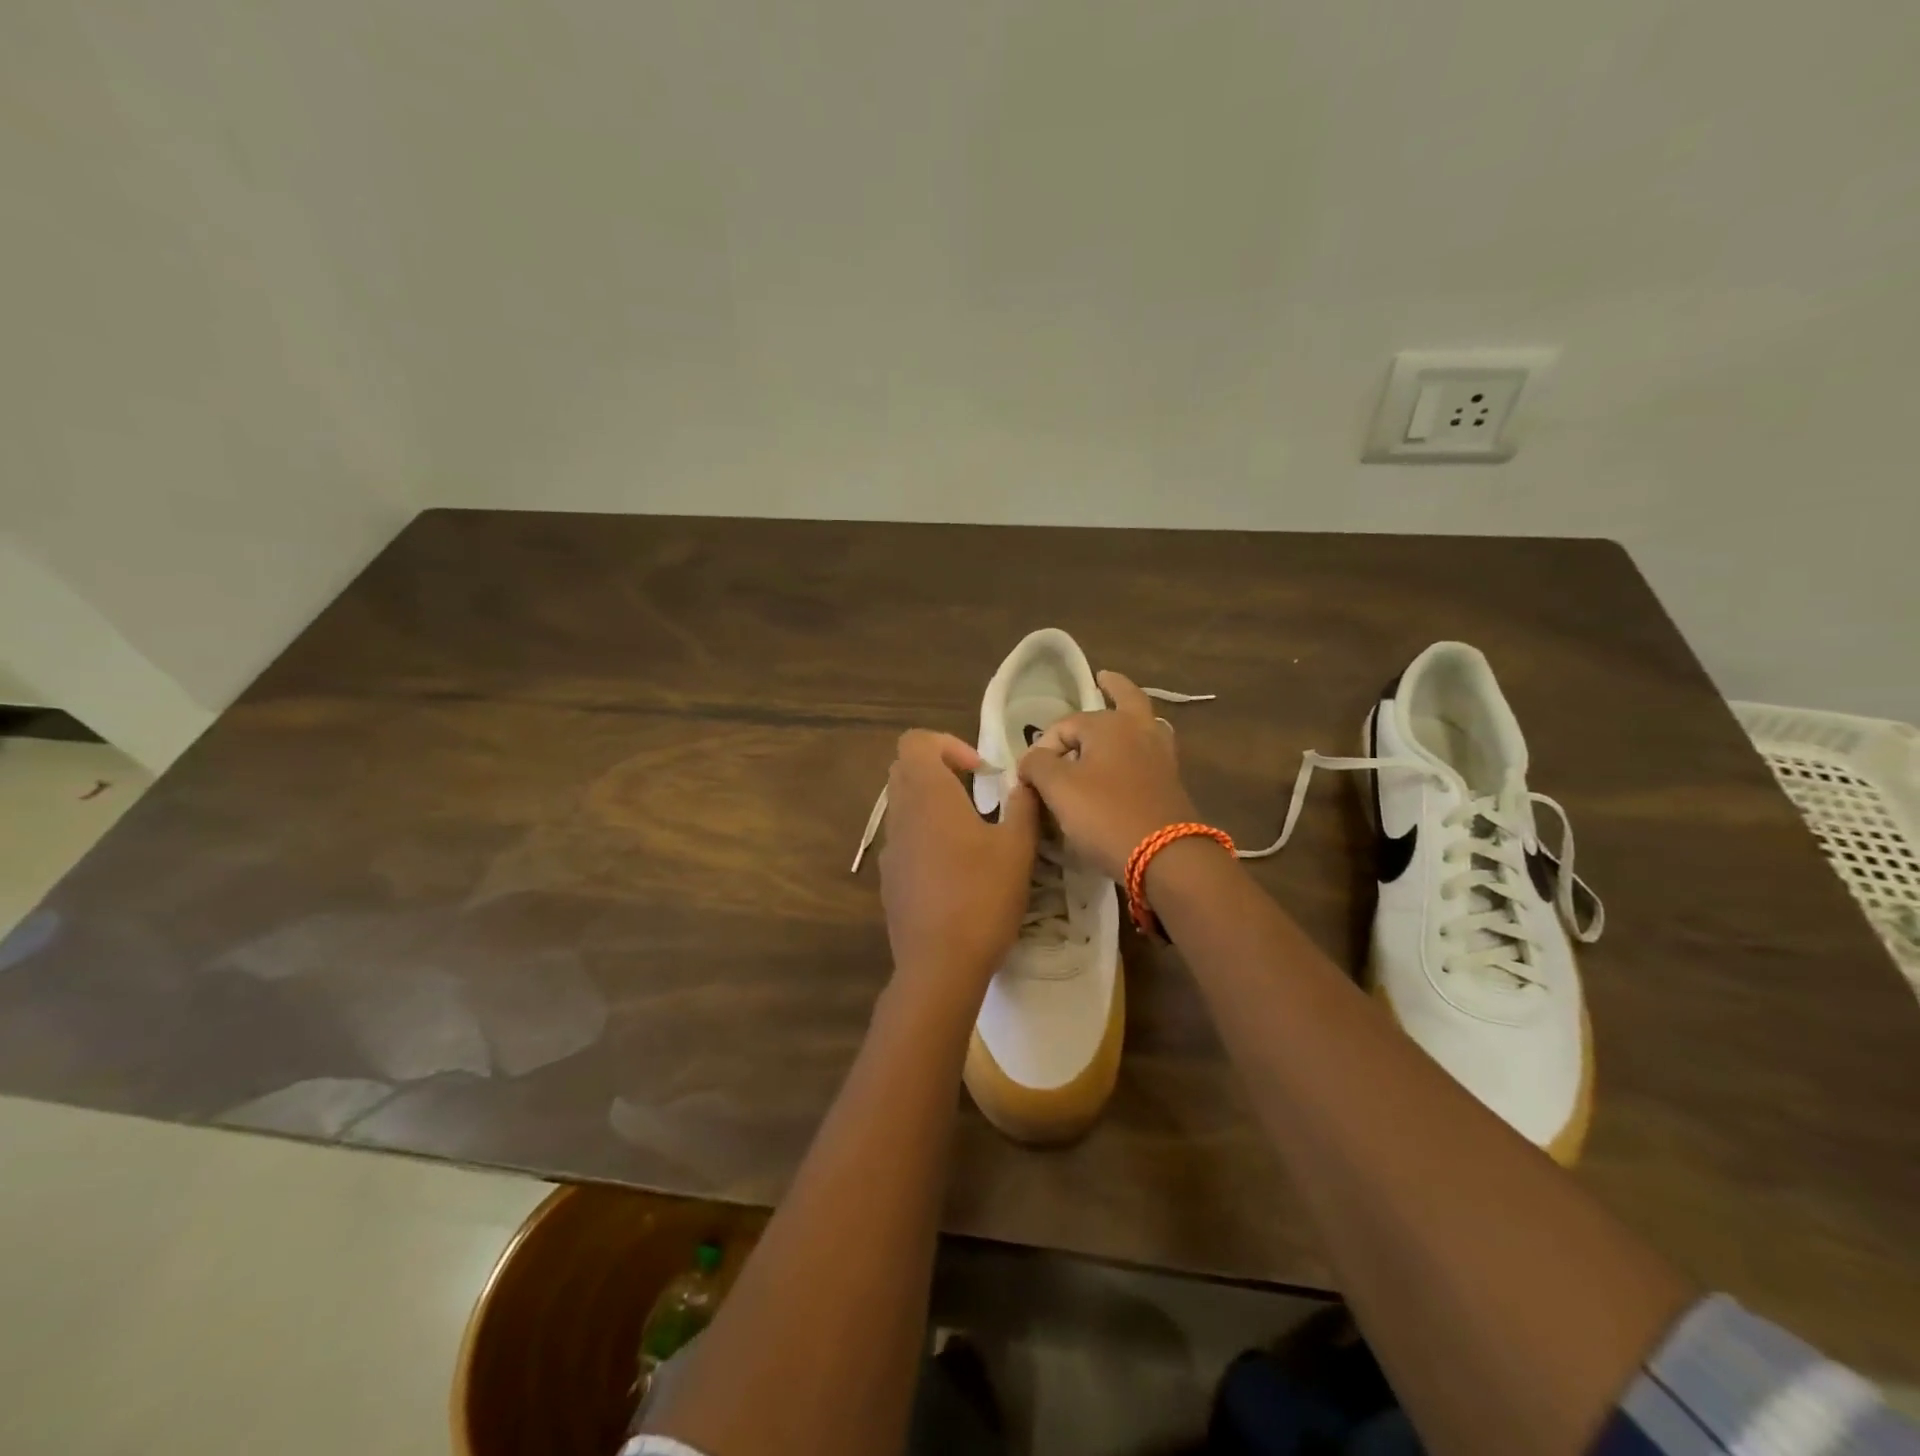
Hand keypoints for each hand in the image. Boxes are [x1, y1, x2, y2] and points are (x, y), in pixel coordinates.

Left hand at [878, 730, 1040, 1008]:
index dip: (947, 744)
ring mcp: (890, 848)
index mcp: (928, 796)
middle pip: (905, 769)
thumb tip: (1024, 781)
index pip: (915, 742)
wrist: (939, 965)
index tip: (980, 771)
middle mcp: (901, 814)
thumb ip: (1023, 805)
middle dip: (940, 770)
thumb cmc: (981, 897)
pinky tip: (955, 869)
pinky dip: (925, 835)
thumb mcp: (1017, 848)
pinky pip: (903, 839)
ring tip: (971, 831)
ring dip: (933, 804)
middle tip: (977, 792)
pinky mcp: (889, 878)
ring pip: (903, 805)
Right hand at [1016, 671, 1200, 880]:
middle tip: (1103, 678)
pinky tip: (1130, 757)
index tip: (1030, 776)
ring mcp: (1160, 755)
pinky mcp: (1171, 782)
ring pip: (1145, 723)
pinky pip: (1150, 751)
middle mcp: (1139, 730)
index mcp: (1110, 724)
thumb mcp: (1058, 789)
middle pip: (1126, 697)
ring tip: (1119, 716)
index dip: (1042, 747)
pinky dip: (1138, 746)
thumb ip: (1037, 765)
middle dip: (1113, 687)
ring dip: (1131, 715)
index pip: (1065, 726)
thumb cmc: (1105, 815)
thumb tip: (1031, 759)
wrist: (1165, 856)